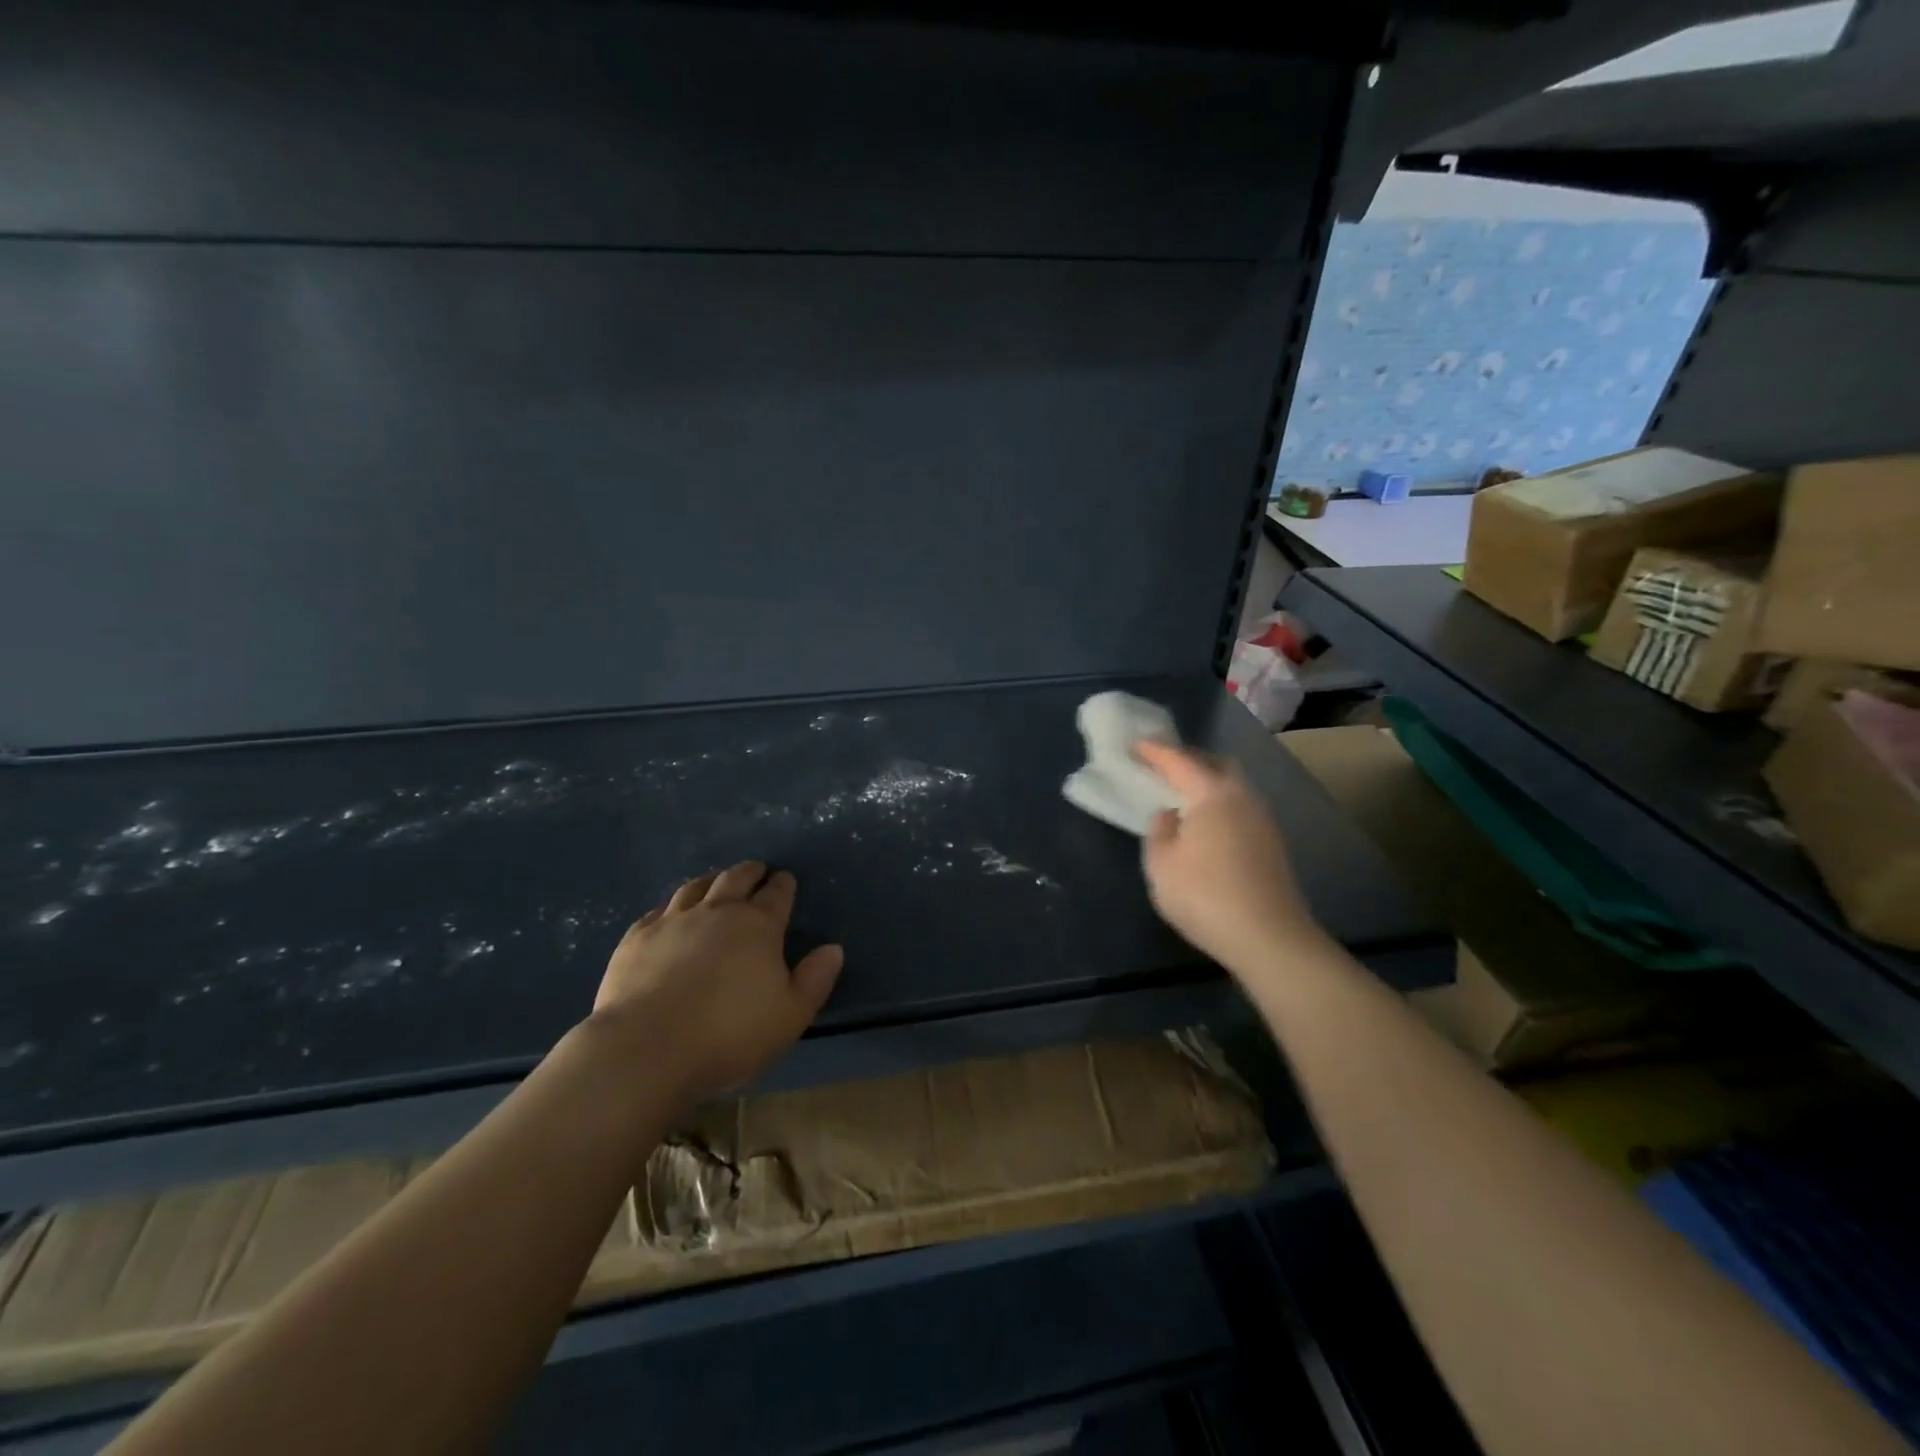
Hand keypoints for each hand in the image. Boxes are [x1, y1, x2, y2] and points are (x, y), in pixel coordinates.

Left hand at [592, 862, 843, 1102]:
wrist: (647, 1048)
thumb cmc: (729, 1034)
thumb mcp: (790, 1015)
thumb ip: (815, 980)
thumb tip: (833, 949)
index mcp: (758, 926)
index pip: (777, 894)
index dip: (784, 884)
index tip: (786, 879)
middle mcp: (717, 911)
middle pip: (736, 879)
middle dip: (751, 872)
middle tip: (757, 870)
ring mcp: (673, 921)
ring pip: (696, 886)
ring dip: (712, 880)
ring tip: (717, 880)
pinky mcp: (637, 938)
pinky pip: (658, 910)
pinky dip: (672, 906)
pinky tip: (670, 913)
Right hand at [1134, 742, 1322, 978]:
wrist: (1269, 938)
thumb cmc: (1205, 896)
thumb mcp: (1161, 865)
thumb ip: (1159, 831)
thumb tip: (1170, 816)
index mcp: (1211, 793)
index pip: (1178, 760)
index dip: (1154, 751)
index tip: (1134, 744)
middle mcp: (1242, 796)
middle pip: (1215, 763)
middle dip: (1188, 759)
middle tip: (1162, 766)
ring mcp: (1262, 819)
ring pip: (1232, 785)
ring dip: (1207, 782)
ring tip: (1181, 795)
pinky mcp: (1271, 842)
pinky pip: (1240, 806)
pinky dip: (1219, 803)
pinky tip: (1206, 824)